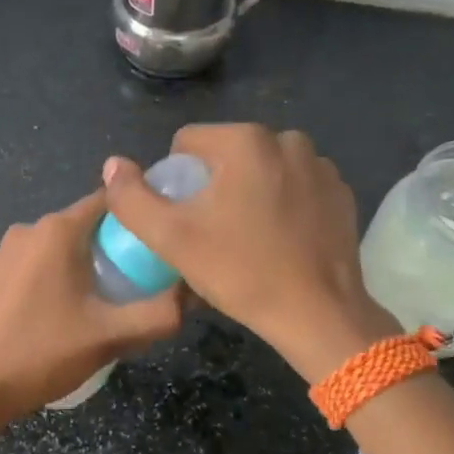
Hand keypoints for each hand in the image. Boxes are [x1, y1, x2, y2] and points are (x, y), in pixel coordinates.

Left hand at [0, 191, 183, 423]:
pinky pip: (23, 270)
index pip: (108, 202)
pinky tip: (44, 319)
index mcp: (57, 231)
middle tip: (128, 286)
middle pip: (80, 227)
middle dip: (106, 249)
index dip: (136, 217)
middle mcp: (24, 231)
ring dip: (72, 268)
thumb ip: (160, 313)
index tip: (155, 241)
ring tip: (88, 308)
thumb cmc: (43, 354)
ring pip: (50, 250)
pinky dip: (41, 283)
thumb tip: (193, 292)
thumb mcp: (111, 337)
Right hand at [102, 124, 395, 379]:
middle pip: (227, 154)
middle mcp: (287, 139)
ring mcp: (320, 165)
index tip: (183, 219)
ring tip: (247, 238)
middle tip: (212, 232)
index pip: (188, 142)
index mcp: (246, 141)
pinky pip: (294, 186)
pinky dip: (282, 203)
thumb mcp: (171, 239)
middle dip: (213, 184)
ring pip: (262, 169)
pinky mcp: (340, 191)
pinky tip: (280, 239)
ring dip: (248, 192)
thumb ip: (131, 198)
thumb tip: (113, 166)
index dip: (174, 179)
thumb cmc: (240, 272)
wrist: (317, 313)